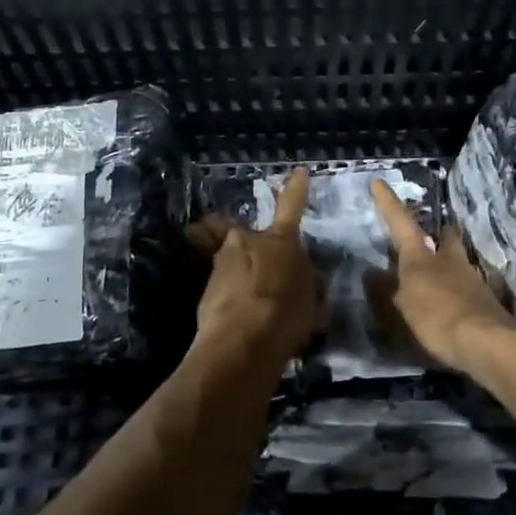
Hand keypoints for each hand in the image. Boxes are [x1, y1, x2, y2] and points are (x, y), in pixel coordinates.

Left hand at [186, 169, 317, 368]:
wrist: (241, 342)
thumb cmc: (285, 315)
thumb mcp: (311, 300)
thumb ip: (307, 282)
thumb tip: (304, 278)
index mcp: (280, 241)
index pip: (291, 207)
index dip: (295, 190)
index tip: (297, 172)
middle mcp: (246, 242)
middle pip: (248, 237)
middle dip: (255, 251)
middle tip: (266, 277)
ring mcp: (221, 263)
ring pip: (233, 262)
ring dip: (243, 277)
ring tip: (255, 308)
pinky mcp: (204, 288)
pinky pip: (224, 287)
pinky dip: (232, 299)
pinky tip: (241, 323)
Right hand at [366, 178, 515, 375]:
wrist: (487, 342)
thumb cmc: (437, 317)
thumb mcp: (404, 306)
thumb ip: (389, 290)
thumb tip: (374, 273)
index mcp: (422, 257)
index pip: (401, 222)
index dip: (389, 203)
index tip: (379, 182)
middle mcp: (449, 261)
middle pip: (447, 237)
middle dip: (441, 233)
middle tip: (436, 233)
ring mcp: (472, 280)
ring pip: (460, 261)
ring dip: (452, 263)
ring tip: (442, 274)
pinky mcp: (487, 302)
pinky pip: (469, 289)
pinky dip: (460, 292)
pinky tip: (455, 305)